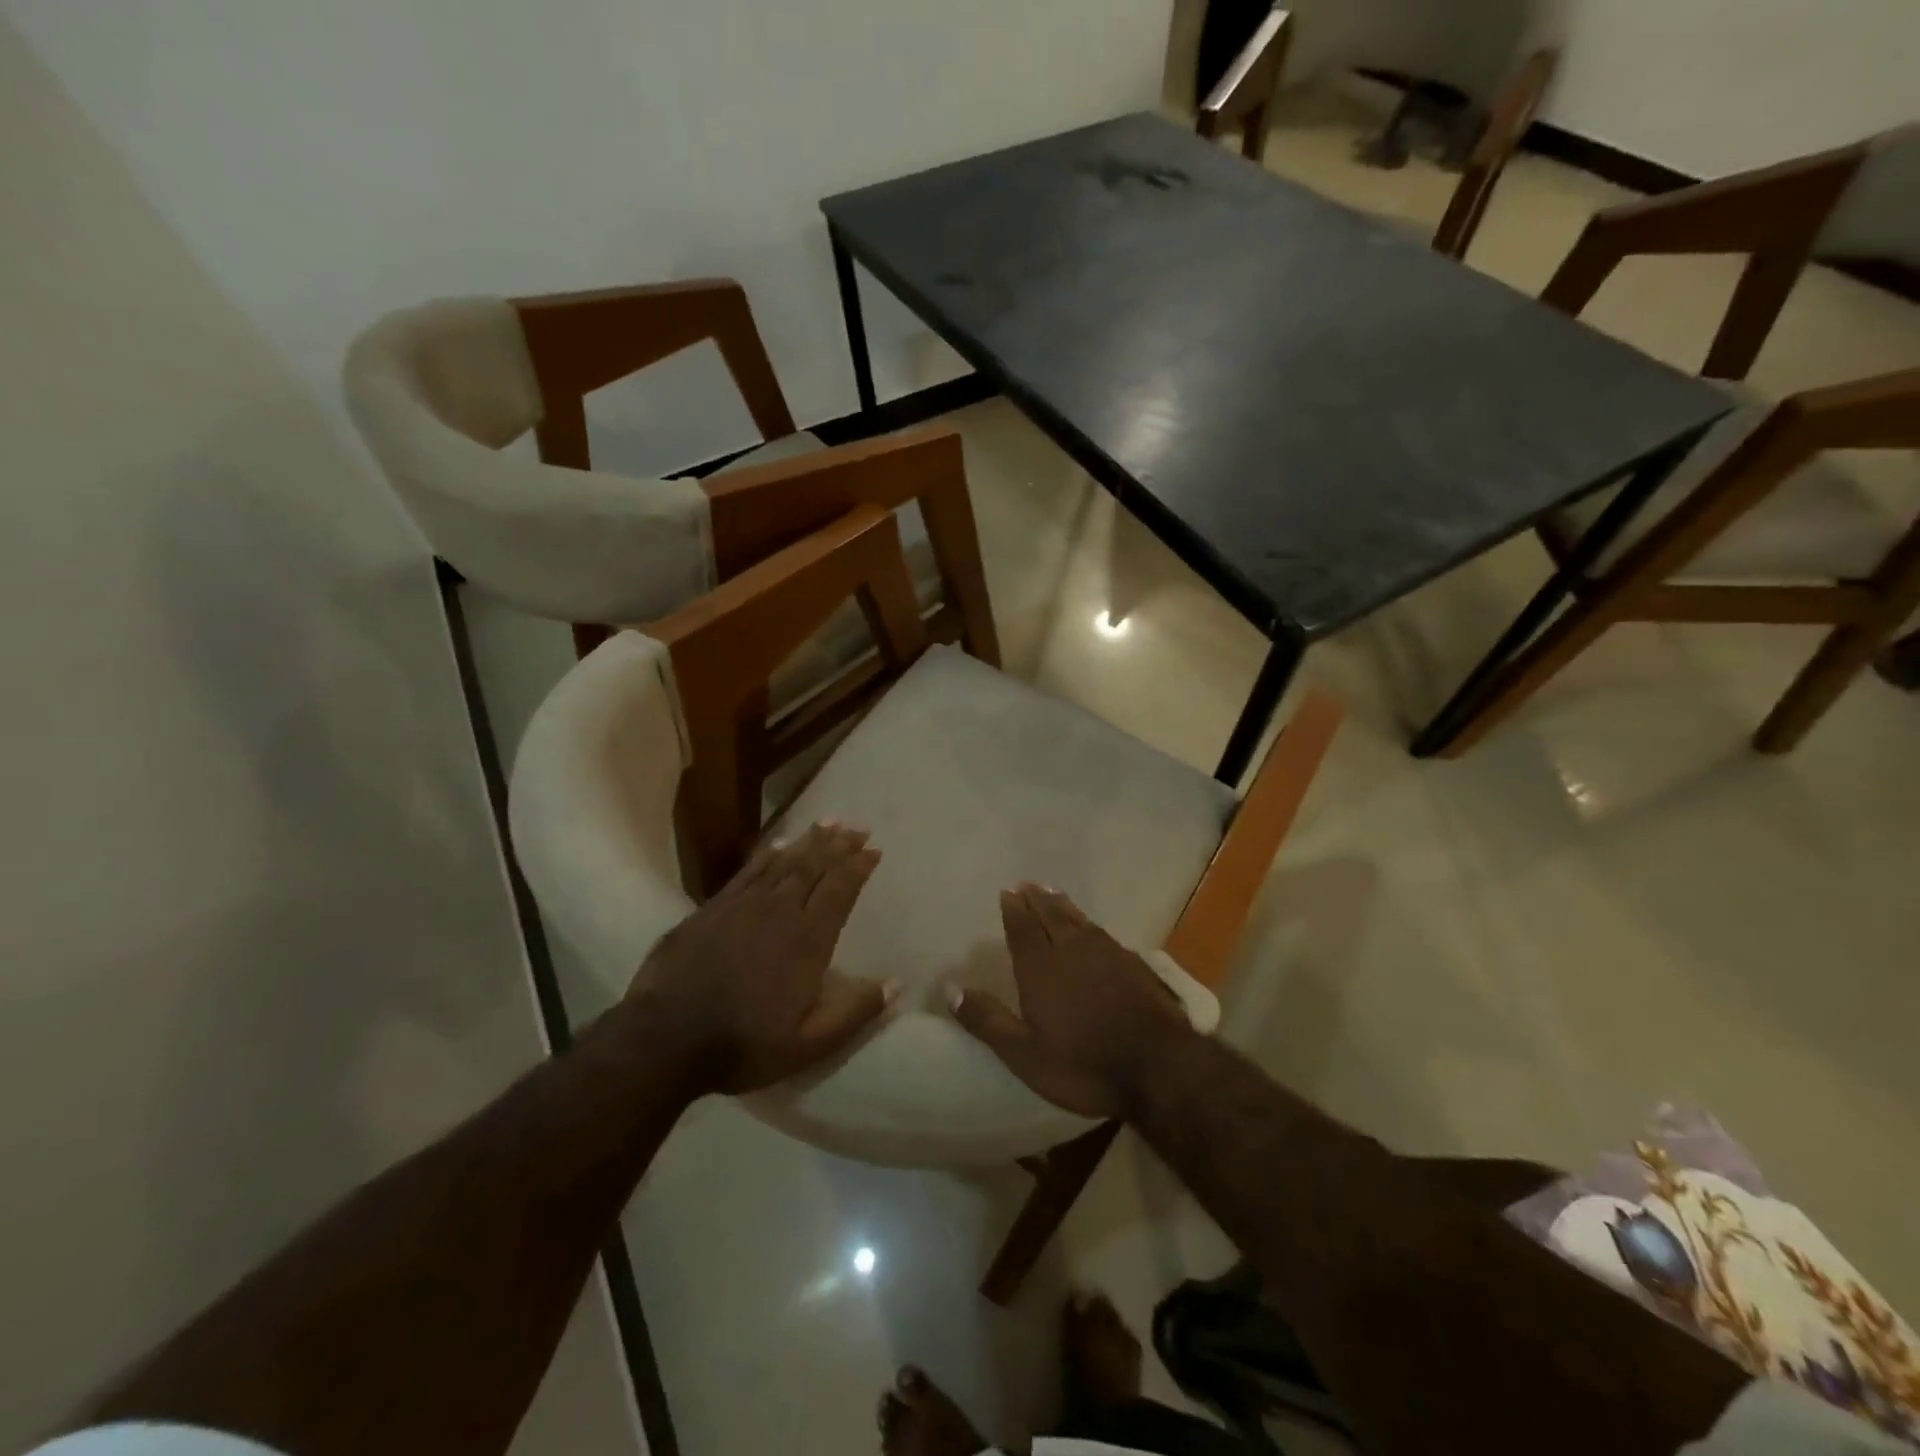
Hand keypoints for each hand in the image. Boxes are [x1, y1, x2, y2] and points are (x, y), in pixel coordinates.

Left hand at [626, 822, 895, 1094]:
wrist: (665, 1038)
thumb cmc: (743, 1043)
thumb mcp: (809, 1043)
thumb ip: (854, 1012)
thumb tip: (896, 984)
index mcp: (808, 939)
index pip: (840, 890)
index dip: (858, 867)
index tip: (874, 850)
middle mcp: (779, 911)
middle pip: (814, 866)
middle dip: (838, 844)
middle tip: (857, 826)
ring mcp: (743, 905)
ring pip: (783, 862)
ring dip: (808, 840)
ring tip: (828, 822)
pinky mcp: (712, 908)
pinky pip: (748, 871)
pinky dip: (767, 853)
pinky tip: (777, 843)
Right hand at [949, 884, 1194, 1118]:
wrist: (1158, 1066)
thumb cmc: (1083, 1064)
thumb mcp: (1024, 1054)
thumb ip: (987, 1019)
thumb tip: (949, 986)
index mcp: (1042, 969)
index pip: (1023, 930)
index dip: (1014, 910)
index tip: (1007, 892)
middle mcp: (1072, 951)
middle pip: (1051, 916)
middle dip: (1037, 900)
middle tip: (1027, 884)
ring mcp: (1107, 955)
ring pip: (1078, 921)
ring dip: (1063, 905)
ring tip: (1053, 892)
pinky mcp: (1134, 965)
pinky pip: (1102, 932)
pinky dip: (1089, 923)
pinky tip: (1092, 927)